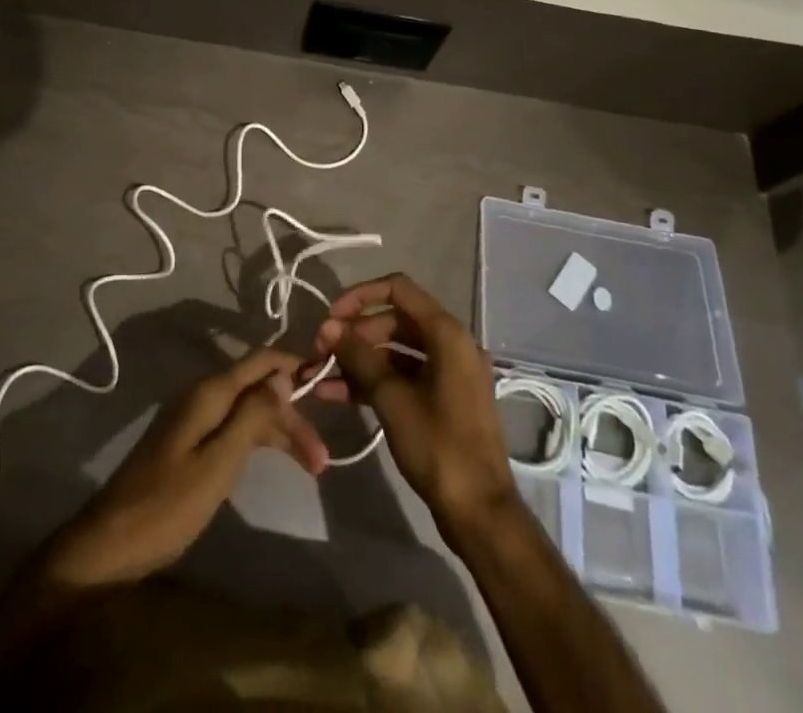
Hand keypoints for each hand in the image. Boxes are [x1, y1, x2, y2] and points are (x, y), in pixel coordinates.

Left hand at [39, 347, 328, 590]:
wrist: (108, 545)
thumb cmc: (167, 505)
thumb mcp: (218, 463)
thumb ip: (252, 415)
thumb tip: (282, 374)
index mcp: (209, 392)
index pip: (261, 361)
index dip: (294, 364)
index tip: (327, 377)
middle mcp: (203, 396)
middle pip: (258, 389)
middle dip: (293, 414)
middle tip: (322, 457)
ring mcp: (194, 419)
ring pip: (248, 412)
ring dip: (280, 433)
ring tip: (313, 467)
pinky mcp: (189, 443)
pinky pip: (233, 429)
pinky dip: (259, 442)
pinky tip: (275, 461)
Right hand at [307, 274, 518, 547]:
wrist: (480, 512)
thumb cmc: (438, 447)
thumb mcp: (392, 398)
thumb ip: (359, 356)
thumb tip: (329, 327)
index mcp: (447, 333)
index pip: (398, 289)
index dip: (360, 296)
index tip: (331, 317)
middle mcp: (452, 343)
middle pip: (396, 319)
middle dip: (356, 333)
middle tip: (321, 352)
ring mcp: (450, 372)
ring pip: (397, 350)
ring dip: (360, 360)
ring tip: (322, 377)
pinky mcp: (444, 398)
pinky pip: (405, 376)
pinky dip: (375, 381)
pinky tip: (339, 396)